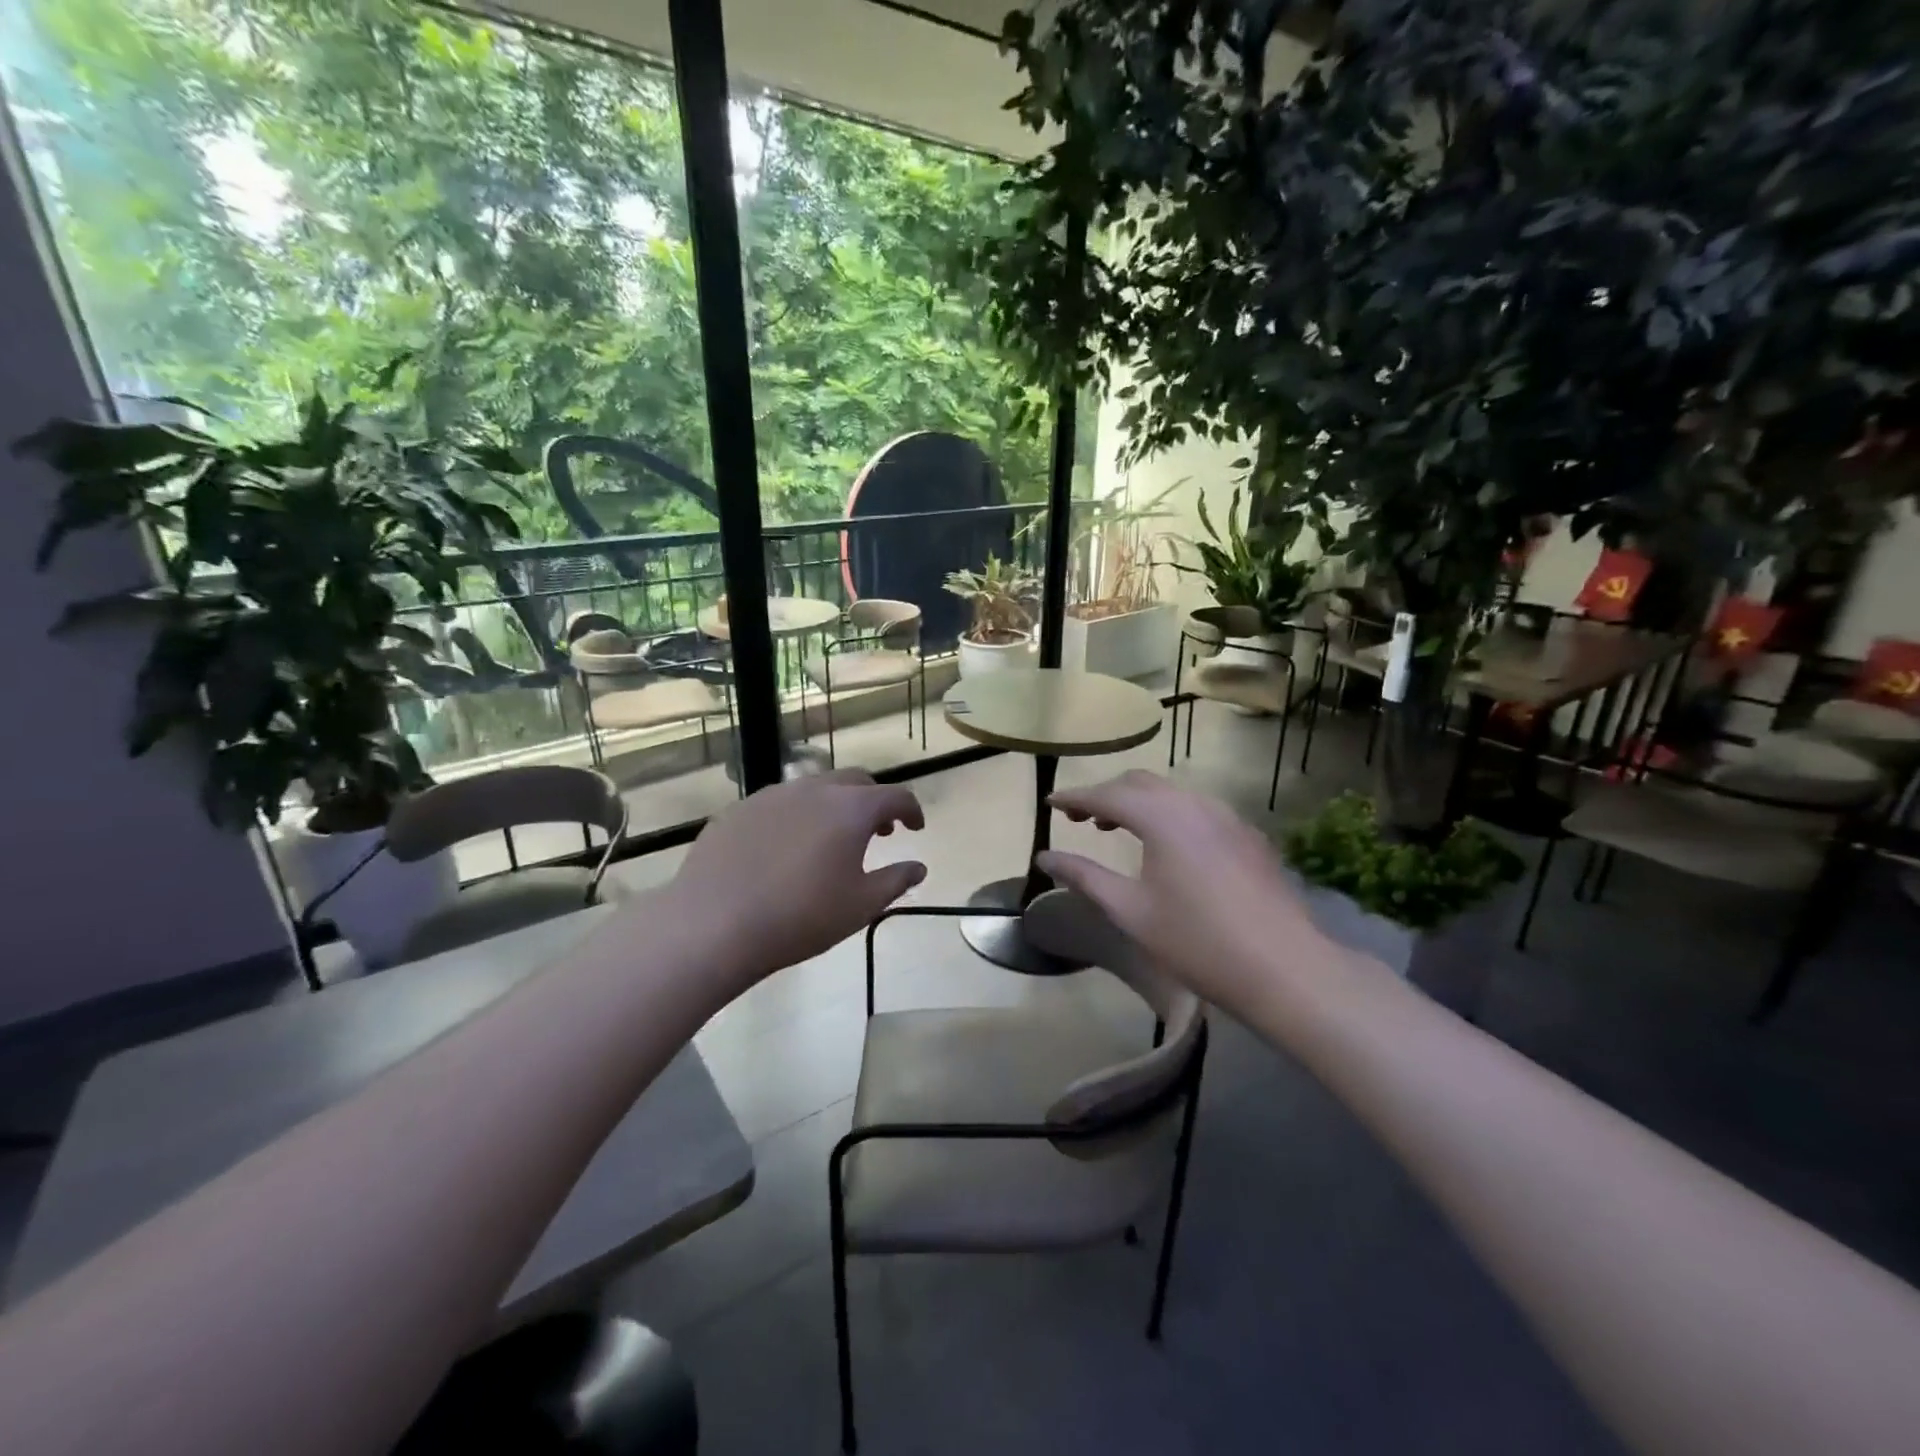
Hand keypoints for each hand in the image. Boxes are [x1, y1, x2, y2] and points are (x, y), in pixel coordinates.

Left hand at [671, 770, 925, 992]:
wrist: (715, 924)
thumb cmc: (801, 917)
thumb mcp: (860, 906)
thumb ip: (896, 881)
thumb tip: (918, 867)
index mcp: (850, 809)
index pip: (895, 795)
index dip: (911, 810)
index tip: (915, 828)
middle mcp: (814, 790)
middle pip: (855, 781)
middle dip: (874, 801)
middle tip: (878, 832)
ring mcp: (772, 795)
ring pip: (814, 787)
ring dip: (834, 805)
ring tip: (831, 839)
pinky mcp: (738, 809)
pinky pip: (779, 802)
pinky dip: (797, 815)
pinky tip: (786, 848)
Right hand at [1037, 770, 1357, 1019]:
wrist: (1286, 969)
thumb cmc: (1198, 942)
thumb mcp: (1131, 911)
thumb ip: (1085, 877)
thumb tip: (1046, 857)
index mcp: (1162, 817)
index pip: (1106, 795)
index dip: (1074, 797)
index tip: (1049, 802)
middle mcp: (1195, 804)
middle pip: (1140, 783)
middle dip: (1105, 794)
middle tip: (1078, 818)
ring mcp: (1228, 817)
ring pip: (1172, 794)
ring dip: (1138, 803)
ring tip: (1116, 829)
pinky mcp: (1249, 836)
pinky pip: (1198, 809)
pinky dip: (1169, 814)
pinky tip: (1167, 846)